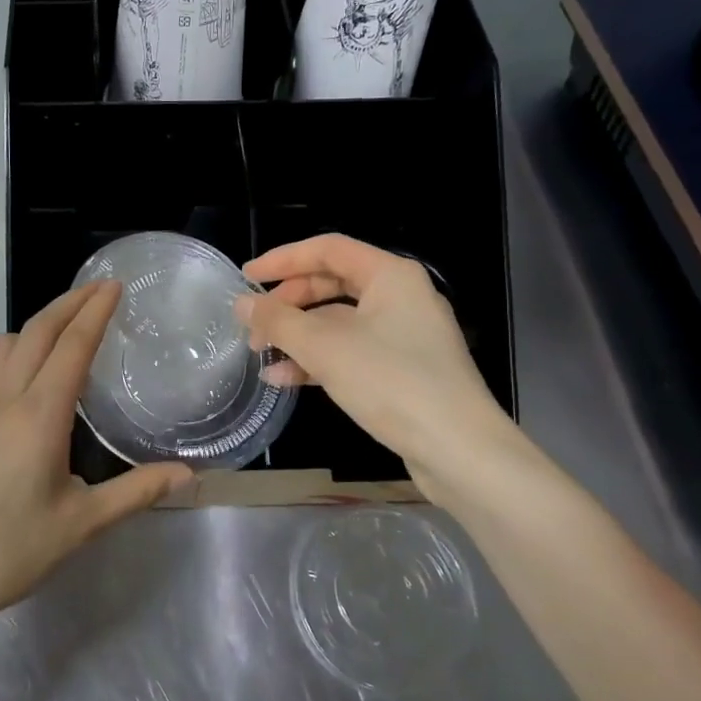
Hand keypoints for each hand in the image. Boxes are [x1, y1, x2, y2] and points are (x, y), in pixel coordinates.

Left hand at [0, 282, 190, 641]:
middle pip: (36, 331)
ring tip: (64, 333)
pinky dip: (10, 354)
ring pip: (5, 344)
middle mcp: (3, 398)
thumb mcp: (81, 524)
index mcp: (39, 415)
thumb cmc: (8, 551)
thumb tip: (189, 475)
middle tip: (98, 290)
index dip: (95, 311)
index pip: (72, 346)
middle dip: (68, 303)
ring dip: (36, 326)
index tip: (114, 286)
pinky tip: (22, 380)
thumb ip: (136, 492)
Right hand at [236, 235, 517, 498]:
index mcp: (390, 275)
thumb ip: (279, 321)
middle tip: (253, 323)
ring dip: (298, 336)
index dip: (283, 259)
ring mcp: (404, 335)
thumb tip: (242, 304)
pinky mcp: (402, 370)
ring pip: (338, 322)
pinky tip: (285, 380)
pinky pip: (351, 351)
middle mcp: (400, 297)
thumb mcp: (325, 348)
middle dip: (288, 303)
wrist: (459, 450)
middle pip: (332, 284)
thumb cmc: (391, 382)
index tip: (247, 277)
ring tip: (260, 354)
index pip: (328, 249)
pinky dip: (318, 360)